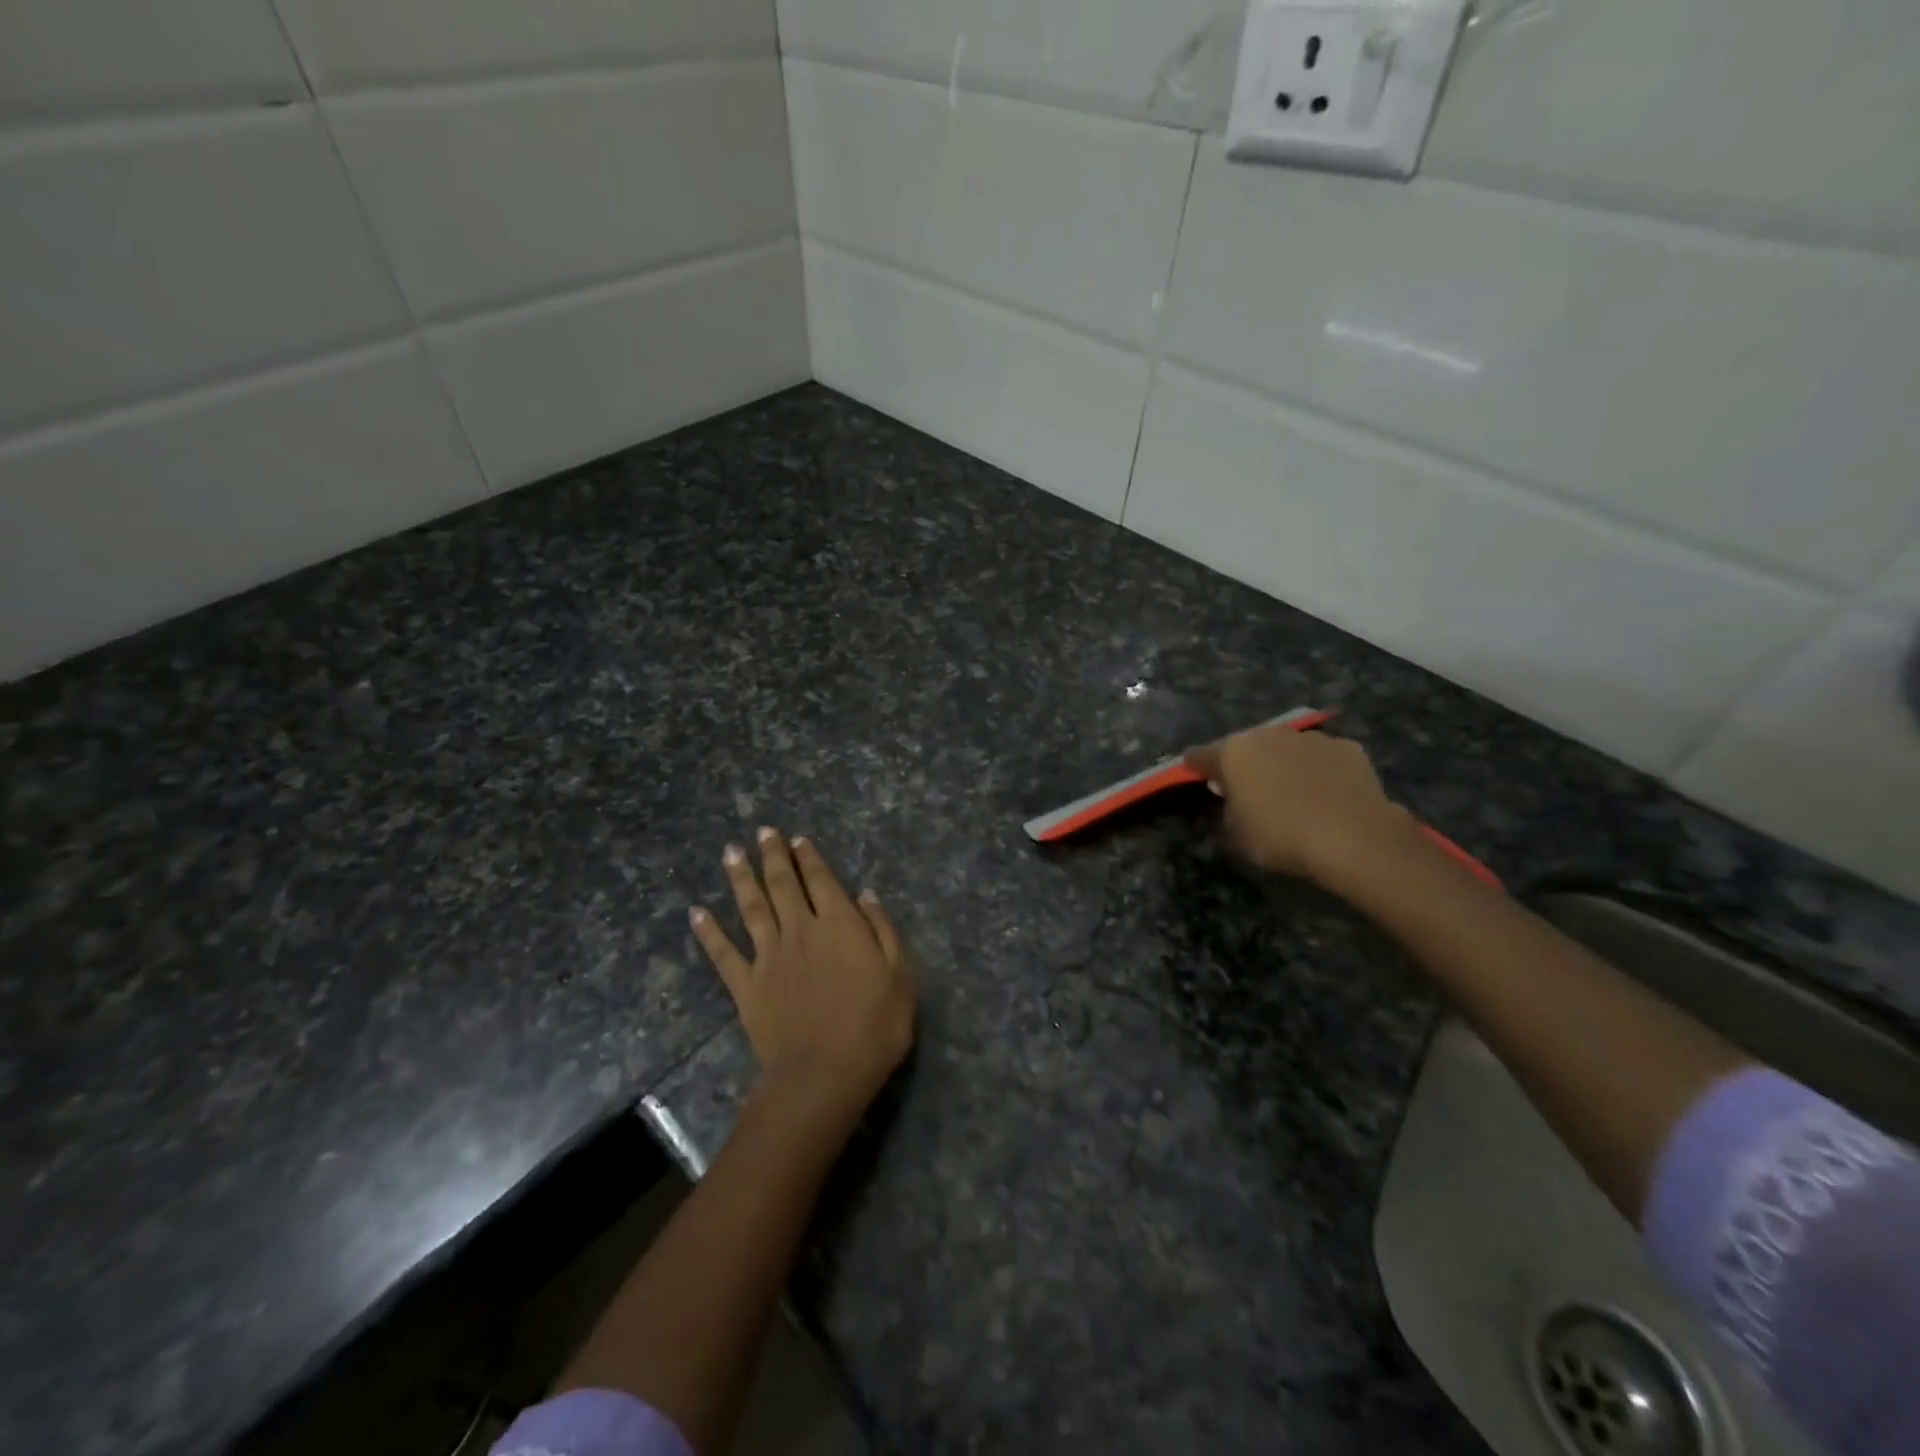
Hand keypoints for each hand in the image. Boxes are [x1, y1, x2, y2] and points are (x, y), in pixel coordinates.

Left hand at [690, 828, 915, 1127]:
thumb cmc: (874, 1025)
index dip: (809, 858)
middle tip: (763, 832)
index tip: (797, 838)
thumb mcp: (900, 975)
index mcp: (840, 924)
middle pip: (783, 884)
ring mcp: (769, 956)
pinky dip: (708, 932)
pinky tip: (696, 913)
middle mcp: (801, 929)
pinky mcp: (746, 985)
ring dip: (741, 878)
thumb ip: (883, 929)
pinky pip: (723, 953)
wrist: (824, 1073)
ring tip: (731, 852)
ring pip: (752, 907)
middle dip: (773, 856)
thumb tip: (865, 894)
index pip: (821, 880)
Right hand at [1185, 725, 1417, 883]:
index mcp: (1232, 753)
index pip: (1199, 755)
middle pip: (1245, 747)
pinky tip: (1328, 795)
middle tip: (1248, 790)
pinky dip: (1320, 771)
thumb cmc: (1280, 836)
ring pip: (1286, 748)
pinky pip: (1323, 758)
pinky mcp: (1346, 747)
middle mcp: (1267, 735)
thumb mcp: (1236, 836)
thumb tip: (1235, 805)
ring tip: (1293, 793)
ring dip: (1282, 764)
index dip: (1196, 768)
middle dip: (1244, 764)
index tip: (1197, 779)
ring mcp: (1309, 738)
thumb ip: (1229, 813)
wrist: (1353, 836)